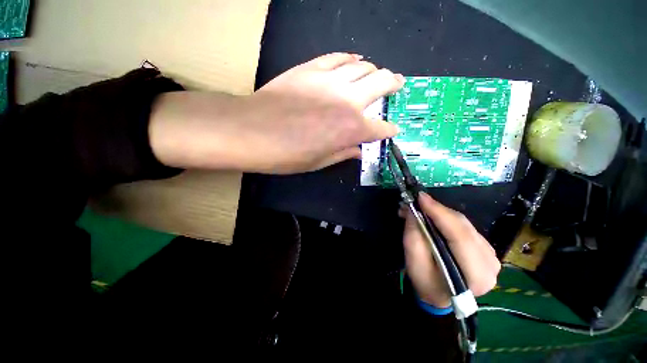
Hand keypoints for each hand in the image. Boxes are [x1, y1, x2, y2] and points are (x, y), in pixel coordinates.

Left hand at [149, 53, 403, 173]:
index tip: (392, 130)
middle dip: (394, 85)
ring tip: (376, 74)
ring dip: (374, 70)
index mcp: (351, 129)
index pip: (380, 128)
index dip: (389, 130)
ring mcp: (330, 80)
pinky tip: (354, 61)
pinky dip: (350, 59)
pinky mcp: (312, 68)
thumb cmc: (287, 155)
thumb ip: (343, 153)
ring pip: (364, 66)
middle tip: (397, 85)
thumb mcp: (319, 162)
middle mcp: (348, 101)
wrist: (252, 131)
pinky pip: (338, 57)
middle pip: (382, 84)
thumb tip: (358, 150)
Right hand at [401, 193, 500, 307]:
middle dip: (437, 210)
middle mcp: (490, 264)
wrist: (439, 295)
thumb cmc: (426, 282)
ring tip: (420, 210)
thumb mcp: (414, 262)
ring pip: (464, 224)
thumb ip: (414, 236)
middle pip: (463, 227)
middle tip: (416, 202)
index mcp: (475, 275)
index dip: (439, 213)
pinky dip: (447, 219)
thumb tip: (413, 210)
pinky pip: (465, 227)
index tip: (420, 197)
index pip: (459, 236)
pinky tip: (433, 218)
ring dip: (440, 213)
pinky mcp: (486, 248)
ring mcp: (491, 255)